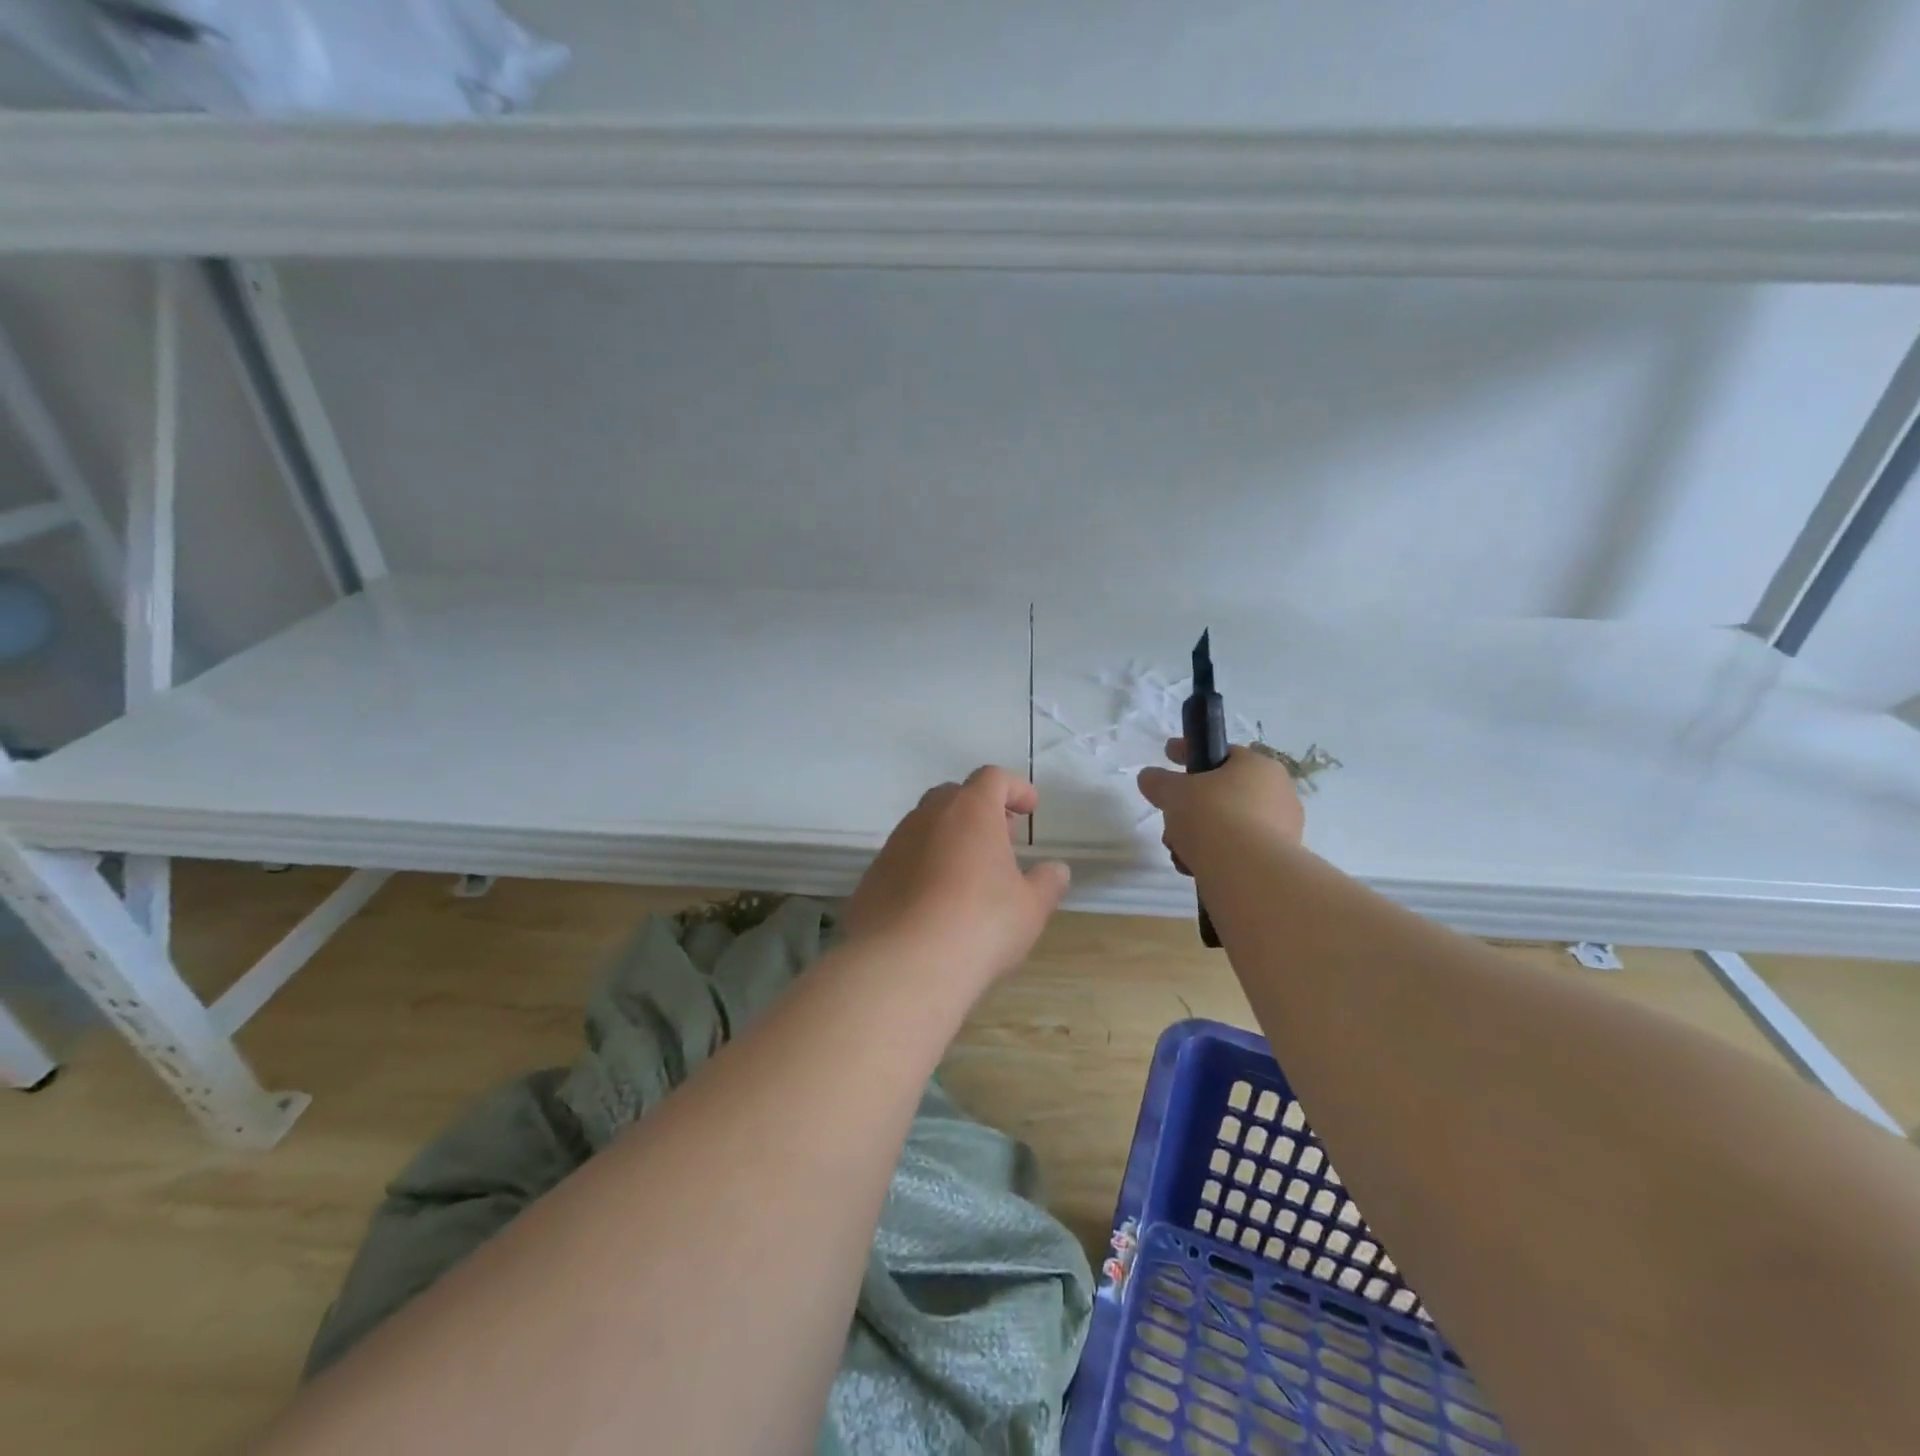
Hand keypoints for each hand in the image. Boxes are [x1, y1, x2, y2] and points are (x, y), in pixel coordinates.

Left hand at [843, 766, 1071, 989]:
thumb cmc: (980, 925)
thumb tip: (1056, 870)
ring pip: (925, 826)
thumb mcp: (1030, 908)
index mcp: (970, 811)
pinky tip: (935, 902)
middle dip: (980, 810)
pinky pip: (904, 858)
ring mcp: (894, 845)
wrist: (903, 964)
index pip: (992, 778)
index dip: (1014, 788)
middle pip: (954, 796)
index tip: (1029, 808)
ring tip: (969, 874)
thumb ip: (1047, 883)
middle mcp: (927, 817)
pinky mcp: (872, 876)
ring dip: (949, 838)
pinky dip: (924, 867)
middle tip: (1000, 839)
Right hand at [1137, 740, 1305, 872]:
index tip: (1167, 754)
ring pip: (1229, 823)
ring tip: (1178, 849)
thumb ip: (1159, 782)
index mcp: (1258, 766)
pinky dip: (1215, 854)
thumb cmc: (1212, 816)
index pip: (1220, 752)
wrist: (1247, 872)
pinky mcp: (1278, 860)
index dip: (1189, 753)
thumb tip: (1148, 777)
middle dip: (1191, 805)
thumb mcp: (1174, 792)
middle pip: (1222, 792)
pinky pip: (1239, 849)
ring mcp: (1283, 828)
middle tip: (1171, 816)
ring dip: (1200, 833)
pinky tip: (1194, 865)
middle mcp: (1278, 792)